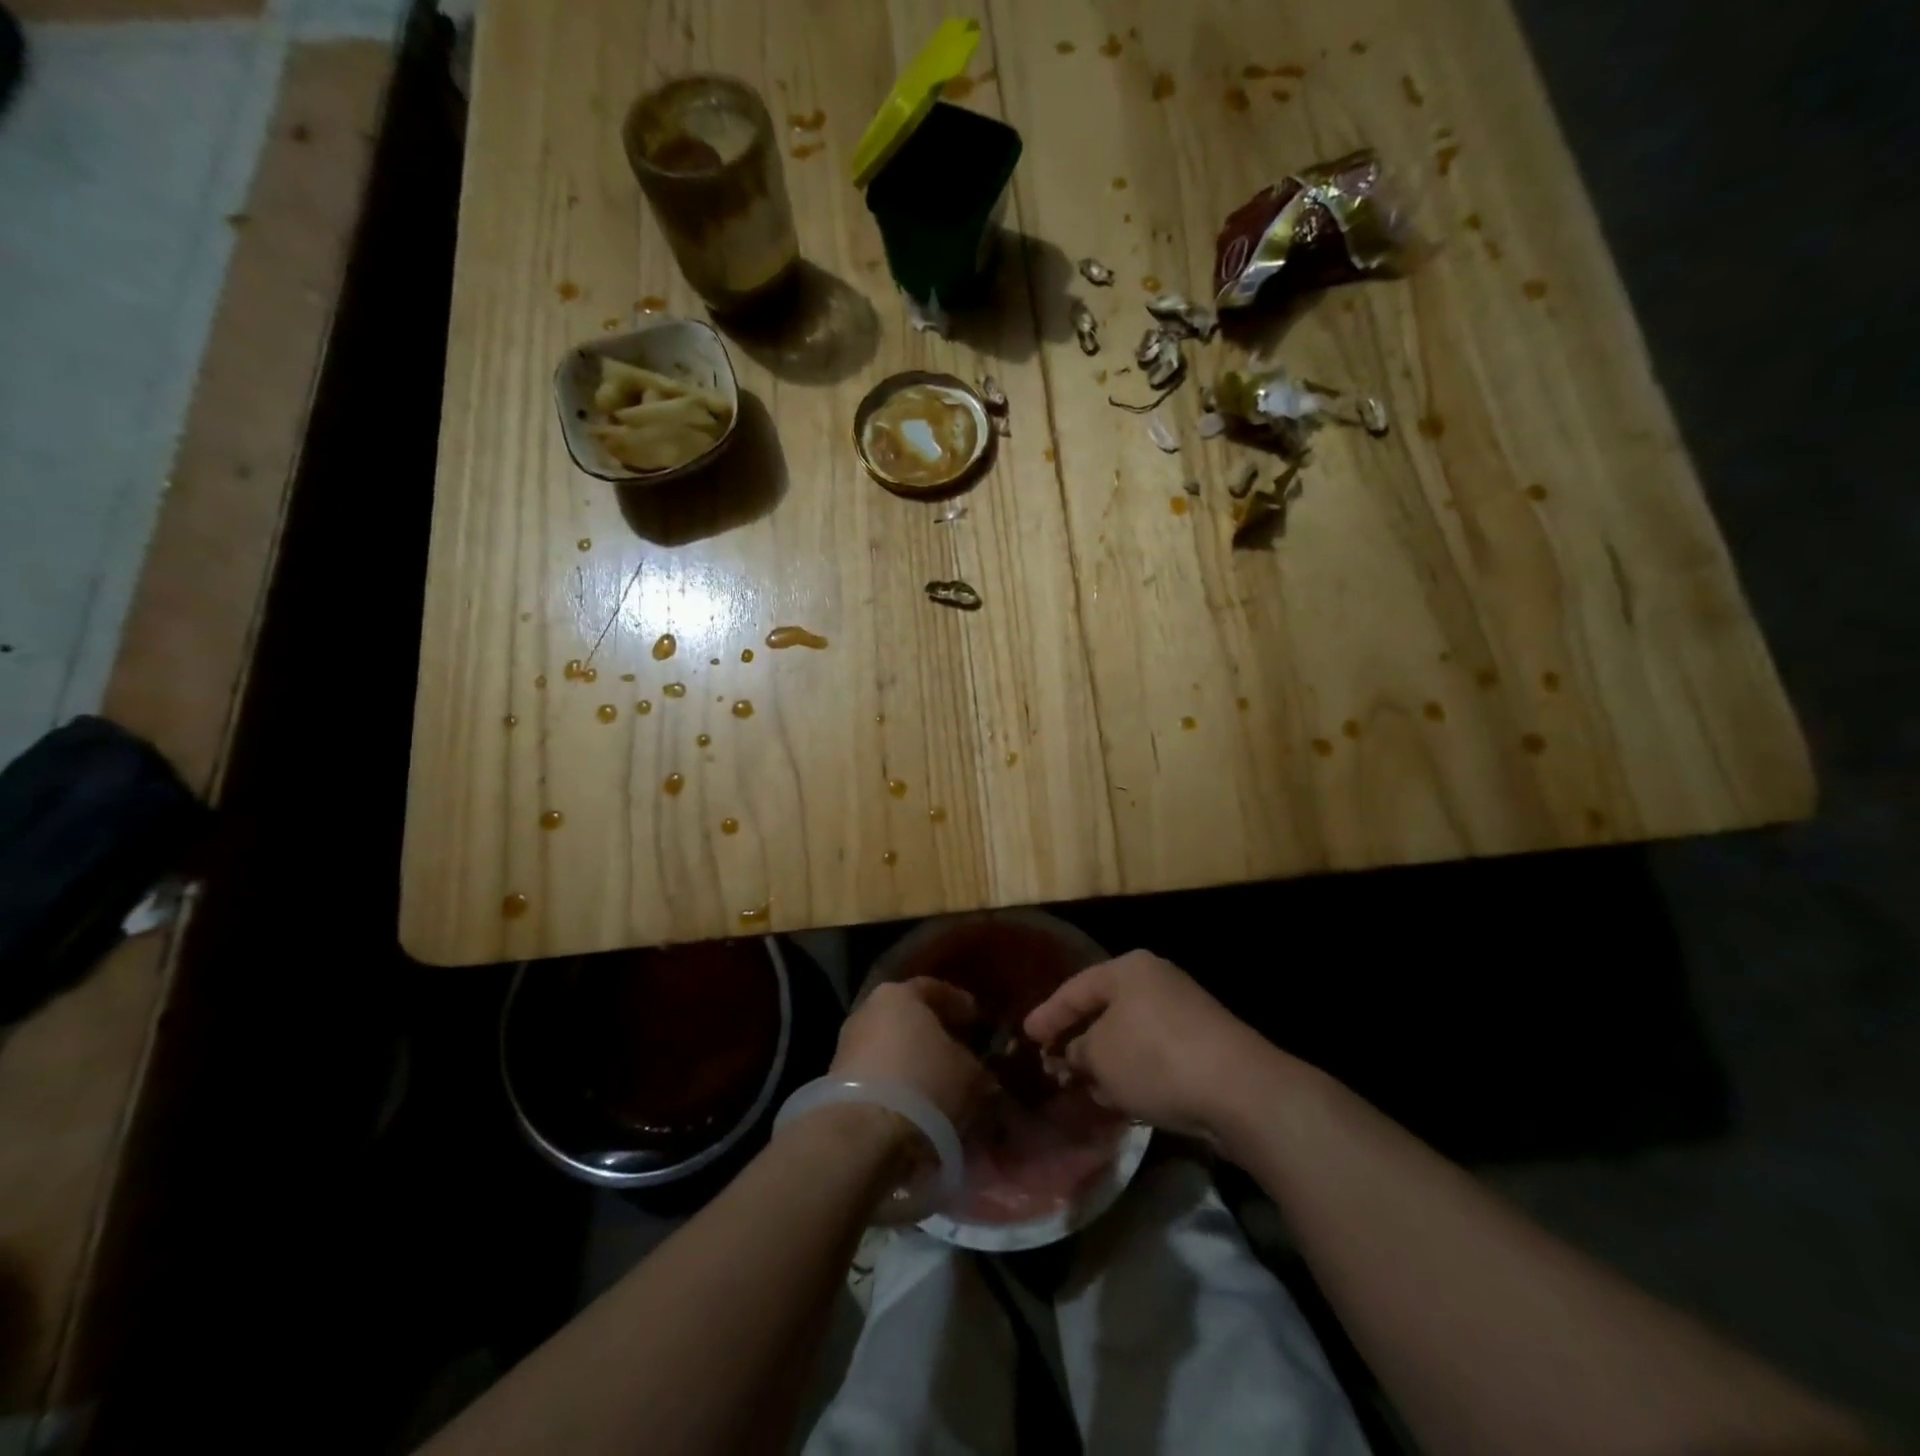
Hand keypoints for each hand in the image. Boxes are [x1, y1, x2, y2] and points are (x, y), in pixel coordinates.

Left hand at [831, 978, 990, 1130]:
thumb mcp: (969, 1073)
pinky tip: (918, 1107)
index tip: (978, 1020)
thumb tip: (977, 1069)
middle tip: (962, 1053)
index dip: (959, 1004)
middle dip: (935, 1035)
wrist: (863, 1134)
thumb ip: (976, 1064)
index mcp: (899, 994)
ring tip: (942, 1087)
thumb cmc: (924, 1083)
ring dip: (915, 1065)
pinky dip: (898, 1087)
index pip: (934, 989)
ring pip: (892, 1049)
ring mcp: (848, 1046)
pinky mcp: (838, 1082)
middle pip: (909, 1018)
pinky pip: (878, 1077)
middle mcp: (868, 1011)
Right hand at [1023, 950, 1270, 1141]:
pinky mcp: (1204, 1043)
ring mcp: (1185, 1011)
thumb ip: (1077, 1051)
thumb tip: (1075, 1054)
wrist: (1240, 1090)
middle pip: (1105, 1009)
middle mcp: (1157, 981)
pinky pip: (1155, 1052)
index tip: (1025, 1035)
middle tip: (1052, 1060)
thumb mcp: (1100, 1057)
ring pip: (1130, 1034)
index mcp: (1128, 970)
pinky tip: (1123, 1097)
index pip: (1075, 988)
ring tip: (1084, 1085)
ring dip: (1107, 1059)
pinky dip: (1135, 1071)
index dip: (1047, 1014)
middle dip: (1078, 1038)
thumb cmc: (1156, 1059)